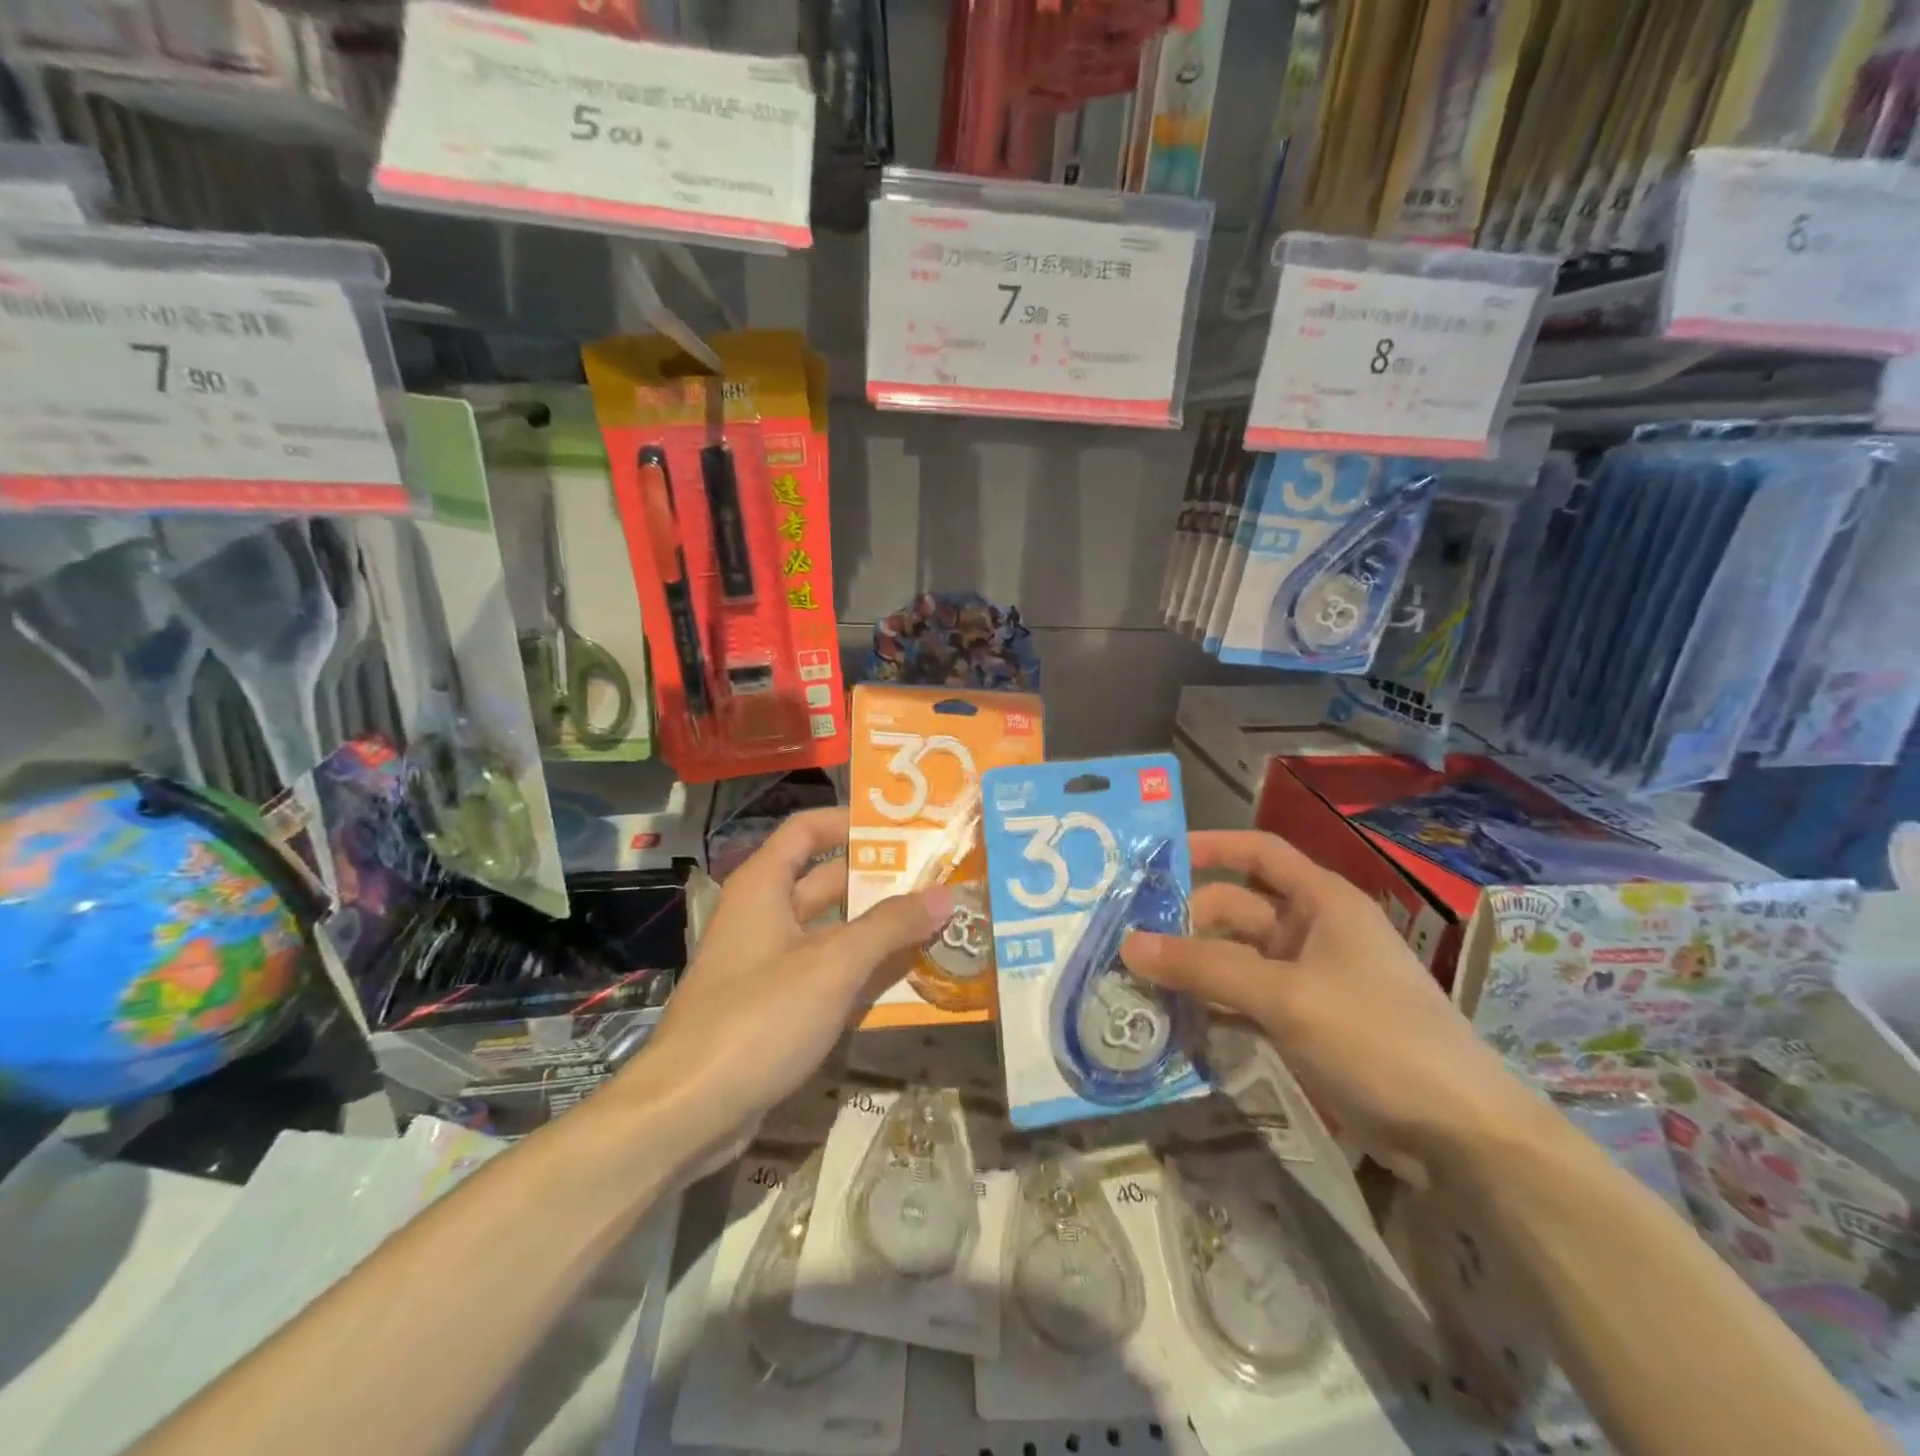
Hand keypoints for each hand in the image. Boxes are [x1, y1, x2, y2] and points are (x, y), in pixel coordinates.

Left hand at [614, 807, 951, 1170]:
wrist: (687, 1113)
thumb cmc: (759, 1018)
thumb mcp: (833, 965)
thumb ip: (890, 926)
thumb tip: (944, 895)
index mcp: (764, 886)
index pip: (808, 830)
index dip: (851, 822)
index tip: (903, 830)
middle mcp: (764, 916)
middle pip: (827, 882)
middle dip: (881, 881)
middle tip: (940, 881)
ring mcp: (768, 965)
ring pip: (832, 932)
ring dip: (879, 930)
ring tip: (938, 925)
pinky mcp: (775, 1008)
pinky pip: (826, 974)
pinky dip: (862, 971)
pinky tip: (908, 978)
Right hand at [1120, 829, 1535, 1186]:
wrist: (1460, 1134)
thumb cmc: (1376, 1037)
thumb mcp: (1285, 996)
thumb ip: (1205, 968)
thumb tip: (1130, 945)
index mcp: (1322, 902)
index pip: (1259, 852)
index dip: (1210, 847)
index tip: (1155, 860)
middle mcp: (1313, 931)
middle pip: (1237, 909)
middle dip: (1187, 922)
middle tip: (1130, 942)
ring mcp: (1309, 979)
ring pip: (1236, 959)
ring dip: (1195, 969)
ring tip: (1139, 982)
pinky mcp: (1305, 1022)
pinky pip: (1246, 1000)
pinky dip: (1214, 1007)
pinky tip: (1176, 1022)